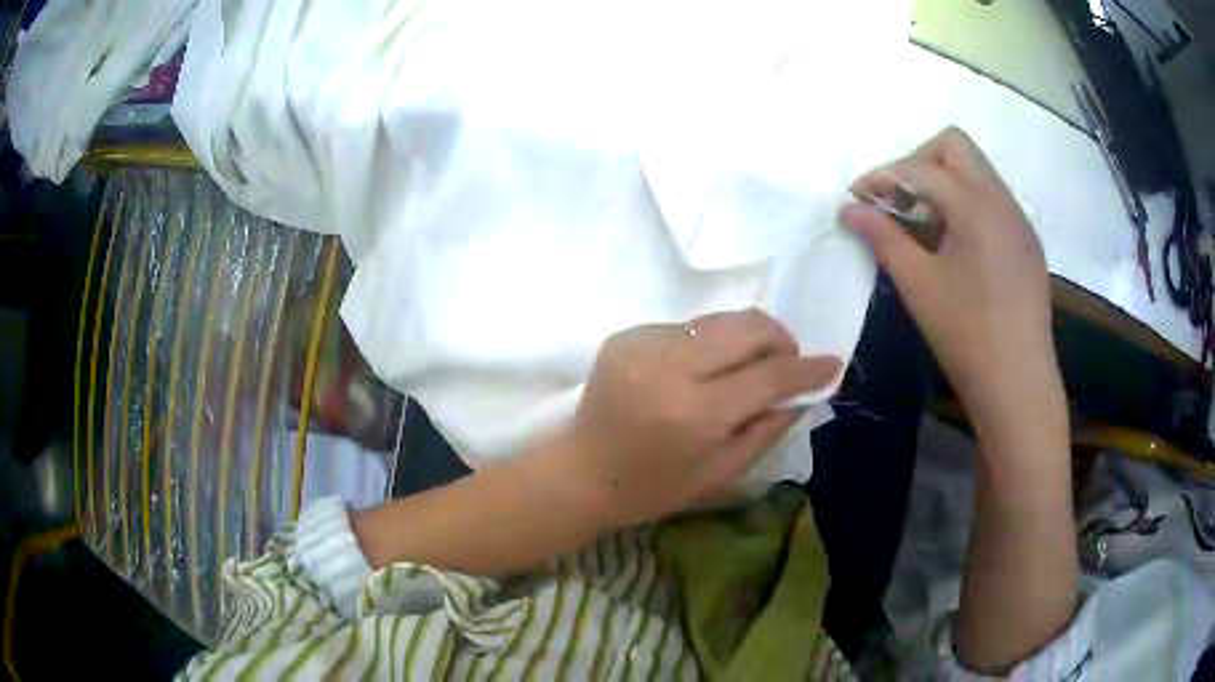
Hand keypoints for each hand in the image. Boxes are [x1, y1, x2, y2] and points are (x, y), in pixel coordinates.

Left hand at [543, 309, 840, 531]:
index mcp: (694, 414)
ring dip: (744, 339)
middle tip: (785, 362)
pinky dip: (707, 343)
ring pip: (719, 320)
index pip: (767, 377)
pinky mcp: (626, 334)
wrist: (581, 472)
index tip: (832, 363)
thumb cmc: (652, 487)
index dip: (806, 369)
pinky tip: (700, 371)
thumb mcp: (720, 473)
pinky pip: (687, 327)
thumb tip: (802, 392)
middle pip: (746, 327)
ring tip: (745, 366)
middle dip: (778, 338)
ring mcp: (643, 343)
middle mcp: (669, 367)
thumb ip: (766, 429)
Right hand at [840, 127, 1064, 431]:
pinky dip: (965, 206)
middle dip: (918, 163)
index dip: (881, 178)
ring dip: (943, 184)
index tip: (856, 199)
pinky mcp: (1026, 243)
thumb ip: (882, 238)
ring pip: (976, 172)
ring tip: (923, 227)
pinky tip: (954, 247)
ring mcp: (1018, 220)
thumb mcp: (918, 285)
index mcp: (976, 205)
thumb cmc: (967, 336)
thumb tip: (848, 210)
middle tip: (898, 203)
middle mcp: (1001, 200)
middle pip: (955, 146)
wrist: (1019, 385)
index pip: (919, 168)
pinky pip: (991, 201)